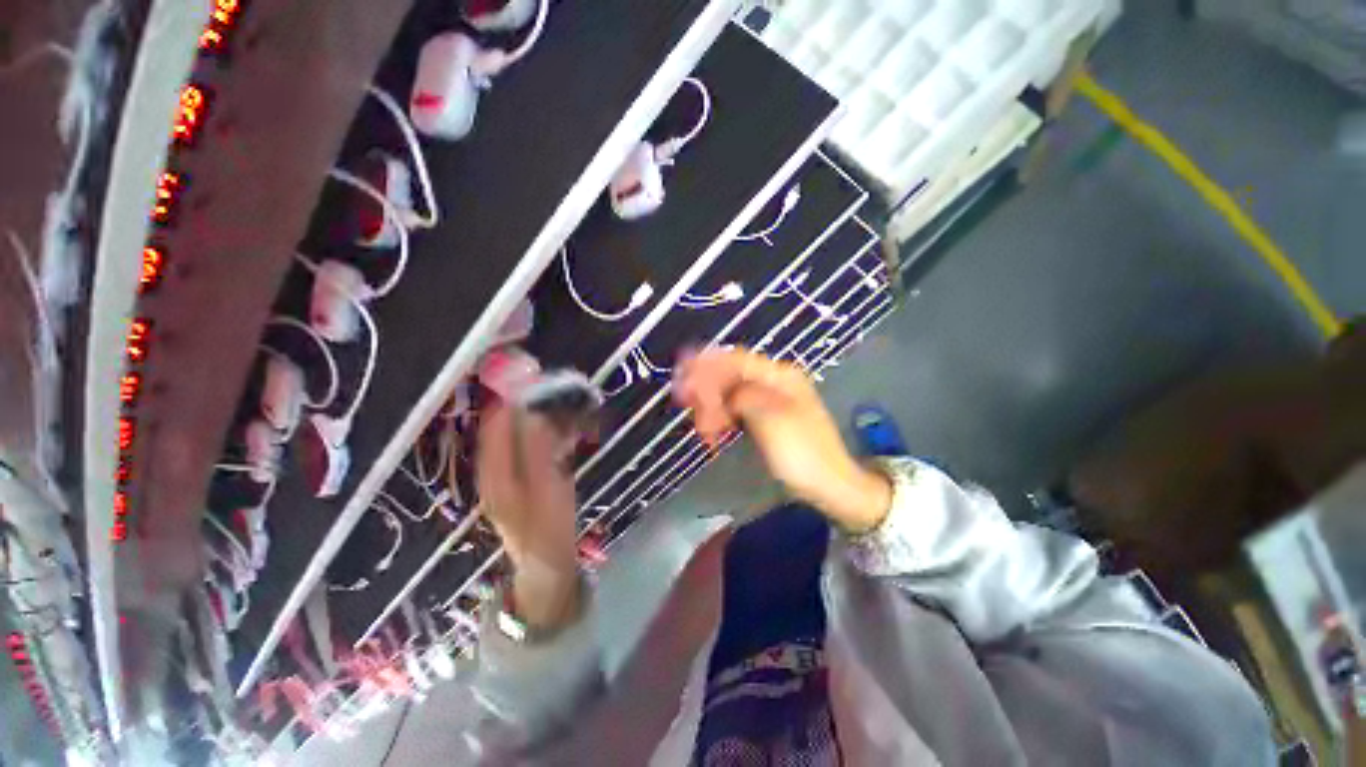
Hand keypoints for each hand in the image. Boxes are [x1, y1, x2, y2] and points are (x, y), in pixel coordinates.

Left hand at [477, 405, 581, 630]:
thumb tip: (534, 410)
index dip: (512, 394)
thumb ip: (539, 451)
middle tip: (561, 387)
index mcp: (494, 470)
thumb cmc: (548, 532)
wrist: (547, 568)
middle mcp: (495, 464)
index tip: (539, 375)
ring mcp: (510, 469)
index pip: (496, 420)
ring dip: (543, 413)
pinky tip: (570, 425)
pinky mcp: (526, 472)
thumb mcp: (547, 492)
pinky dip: (550, 428)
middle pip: (507, 421)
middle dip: (531, 400)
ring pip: (521, 429)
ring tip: (570, 401)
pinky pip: (534, 441)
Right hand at [673, 348, 891, 532]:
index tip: (681, 371)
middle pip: (730, 376)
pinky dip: (722, 420)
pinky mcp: (764, 419)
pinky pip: (735, 411)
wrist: (830, 486)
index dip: (706, 363)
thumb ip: (740, 395)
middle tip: (686, 407)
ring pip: (729, 395)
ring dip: (712, 409)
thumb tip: (716, 388)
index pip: (736, 359)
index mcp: (779, 376)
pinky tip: (713, 434)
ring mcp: (769, 400)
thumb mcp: (770, 418)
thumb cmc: (803, 452)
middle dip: (706, 391)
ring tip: (703, 432)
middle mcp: (774, 382)